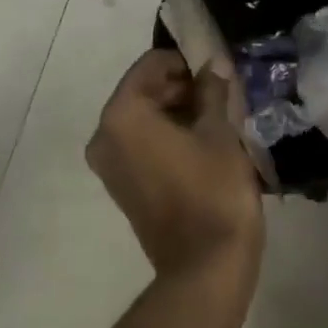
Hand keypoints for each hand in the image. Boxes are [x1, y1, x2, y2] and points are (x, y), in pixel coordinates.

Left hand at [87, 49, 264, 279]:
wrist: (206, 265)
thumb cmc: (214, 190)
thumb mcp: (220, 132)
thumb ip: (213, 91)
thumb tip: (213, 65)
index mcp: (123, 115)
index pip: (151, 65)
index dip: (186, 62)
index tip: (217, 72)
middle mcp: (105, 136)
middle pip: (144, 91)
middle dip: (182, 87)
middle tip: (223, 95)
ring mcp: (109, 165)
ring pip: (144, 119)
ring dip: (177, 113)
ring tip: (218, 120)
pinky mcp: (122, 187)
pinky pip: (141, 145)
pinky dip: (167, 137)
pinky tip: (203, 145)